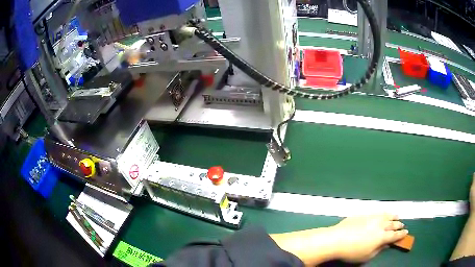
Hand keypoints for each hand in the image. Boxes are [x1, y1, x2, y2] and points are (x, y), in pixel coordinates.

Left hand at [331, 213, 407, 262]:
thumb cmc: (352, 252)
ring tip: (397, 216)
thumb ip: (379, 249)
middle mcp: (380, 225)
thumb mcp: (367, 255)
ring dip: (393, 216)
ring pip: (386, 216)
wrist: (337, 239)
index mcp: (382, 237)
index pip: (394, 235)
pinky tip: (384, 214)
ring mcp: (373, 218)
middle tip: (402, 225)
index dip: (401, 235)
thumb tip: (386, 244)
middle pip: (392, 224)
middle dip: (398, 225)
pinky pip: (378, 212)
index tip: (406, 232)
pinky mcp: (365, 214)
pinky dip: (384, 213)